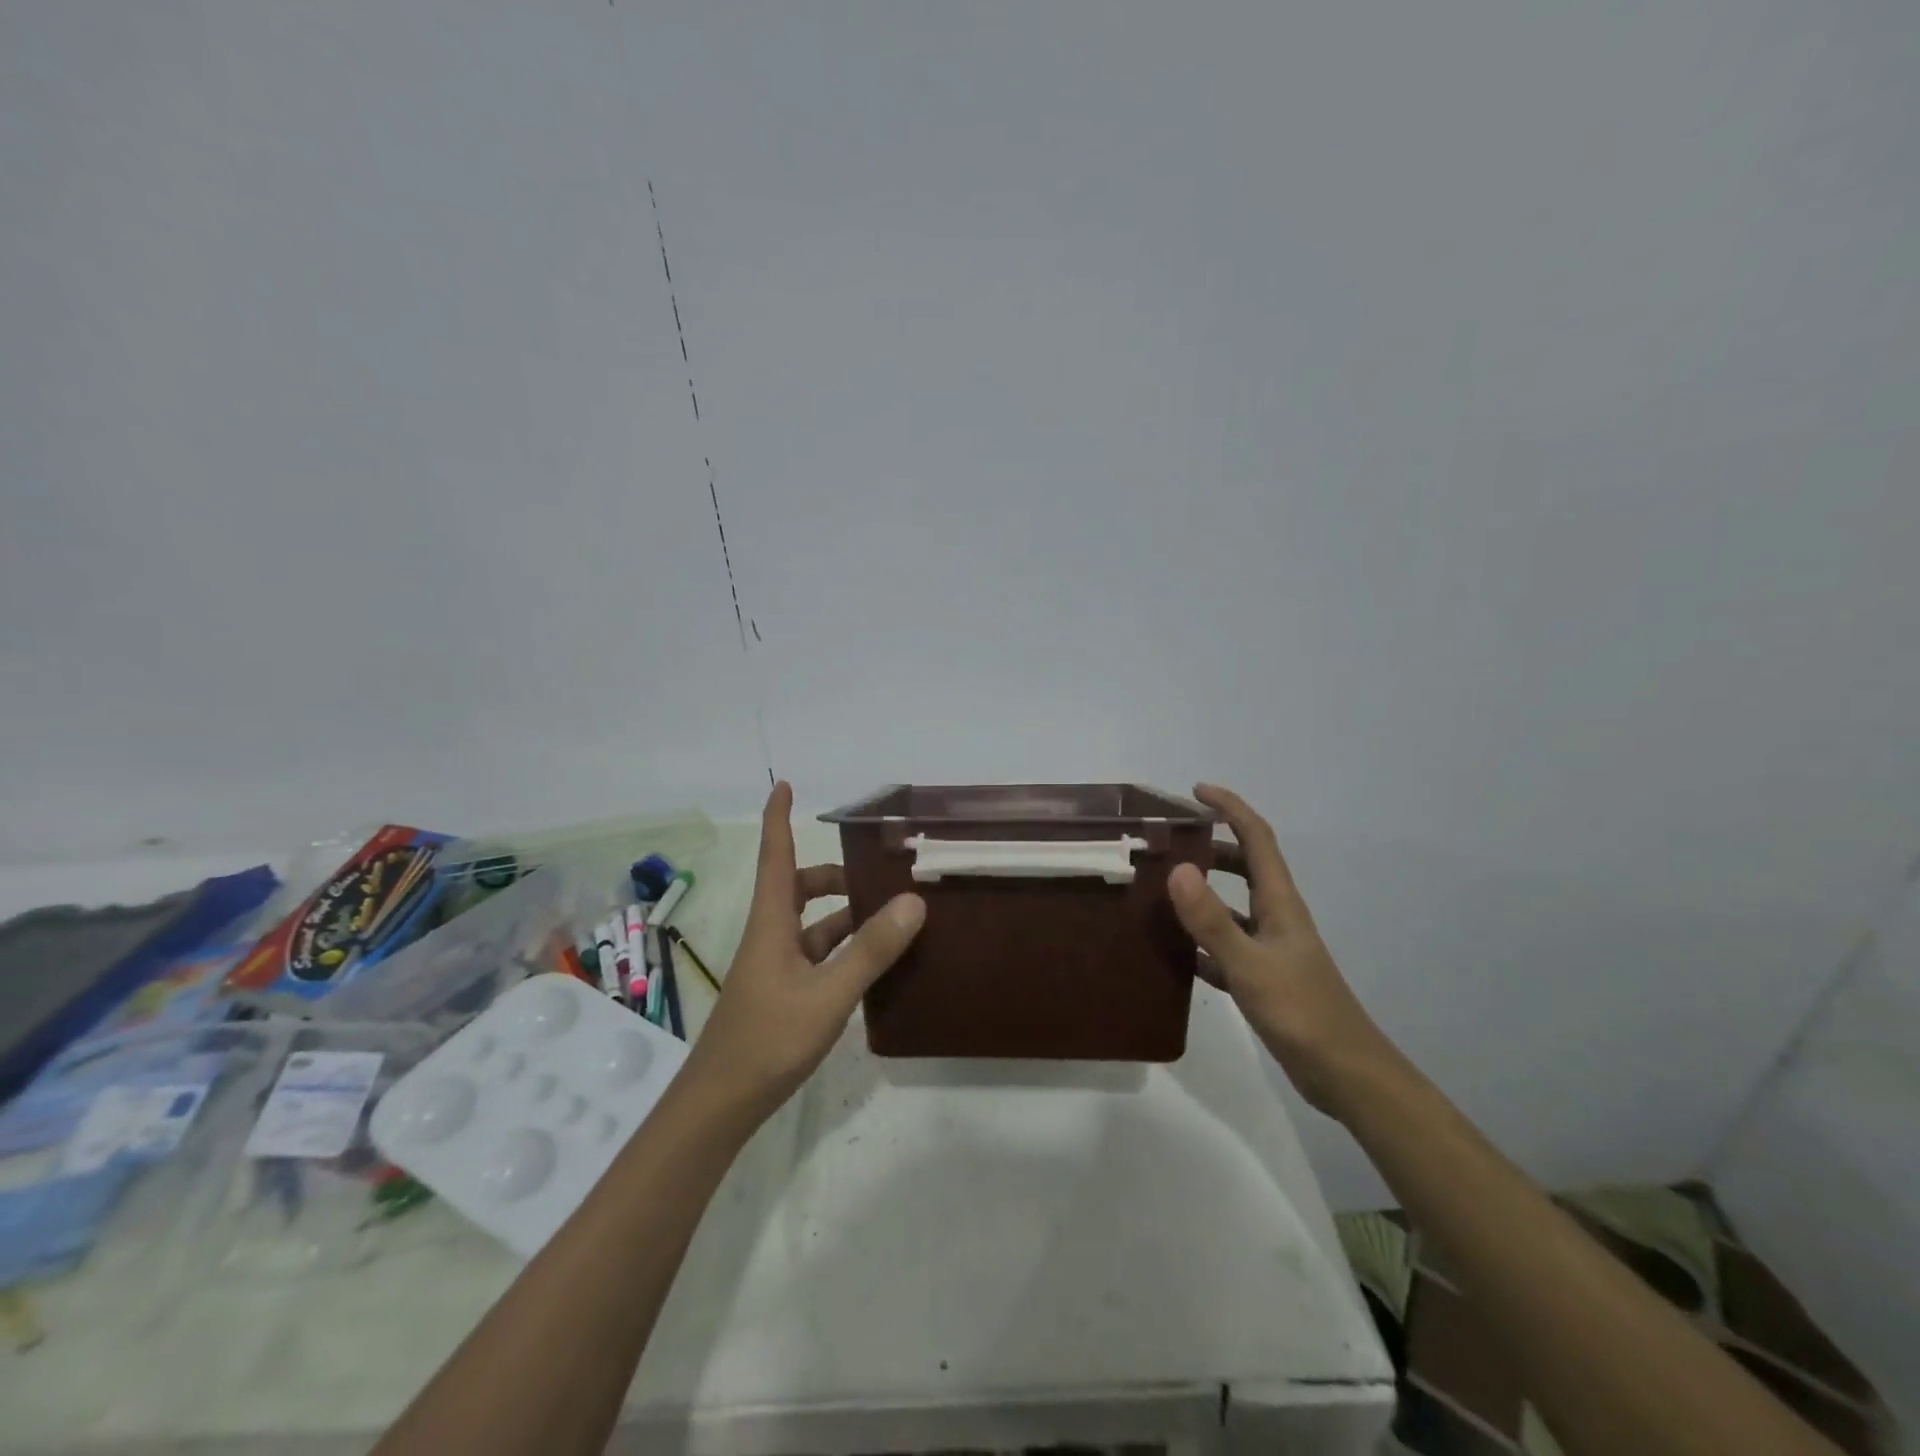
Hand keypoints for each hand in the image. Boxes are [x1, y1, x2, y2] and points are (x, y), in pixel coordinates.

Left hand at [681, 782, 925, 1125]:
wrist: (721, 1104)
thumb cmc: (768, 1040)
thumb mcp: (828, 995)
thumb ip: (871, 950)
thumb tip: (913, 901)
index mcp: (772, 924)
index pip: (775, 856)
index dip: (778, 819)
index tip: (784, 785)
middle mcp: (771, 937)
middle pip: (798, 888)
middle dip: (833, 875)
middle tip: (877, 875)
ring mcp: (775, 968)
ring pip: (812, 925)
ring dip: (845, 916)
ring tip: (891, 919)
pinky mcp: (783, 993)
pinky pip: (818, 956)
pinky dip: (844, 950)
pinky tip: (874, 965)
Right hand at [1169, 783, 1397, 1117]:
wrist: (1344, 1074)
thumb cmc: (1302, 1012)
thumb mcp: (1250, 965)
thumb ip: (1212, 920)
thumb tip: (1178, 869)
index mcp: (1279, 902)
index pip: (1256, 838)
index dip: (1230, 808)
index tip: (1195, 791)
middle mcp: (1275, 916)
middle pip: (1243, 866)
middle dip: (1209, 845)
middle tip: (1167, 841)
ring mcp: (1270, 947)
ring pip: (1231, 906)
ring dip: (1201, 891)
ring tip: (1159, 888)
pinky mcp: (1263, 976)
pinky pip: (1225, 945)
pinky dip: (1200, 939)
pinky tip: (1172, 950)